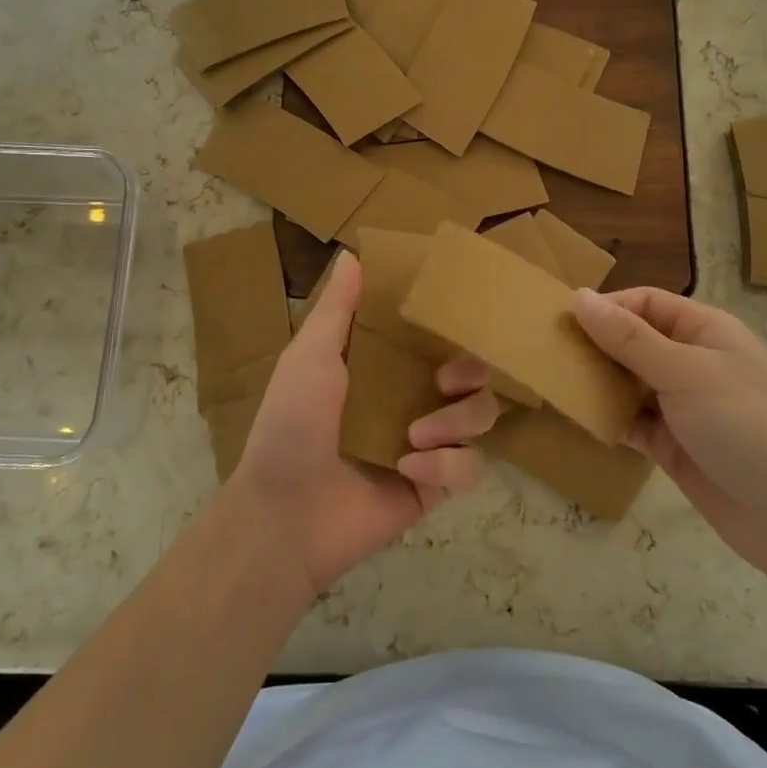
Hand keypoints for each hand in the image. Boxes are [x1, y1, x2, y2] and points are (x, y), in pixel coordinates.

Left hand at [227, 253, 491, 592]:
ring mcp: (427, 444)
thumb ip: (337, 308)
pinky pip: (469, 467)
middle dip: (471, 372)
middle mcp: (411, 399)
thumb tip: (353, 253)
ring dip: (457, 420)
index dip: (451, 326)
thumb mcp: (309, 356)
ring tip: (417, 434)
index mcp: (383, 368)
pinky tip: (409, 469)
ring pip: (480, 418)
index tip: (458, 316)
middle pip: (472, 375)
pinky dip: (446, 465)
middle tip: (447, 378)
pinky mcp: (435, 485)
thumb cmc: (292, 425)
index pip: (433, 337)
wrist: (285, 514)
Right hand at [574, 287, 766, 573]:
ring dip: (598, 383)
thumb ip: (628, 338)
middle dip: (596, 346)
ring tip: (557, 384)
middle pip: (634, 341)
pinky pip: (632, 421)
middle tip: (550, 354)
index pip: (647, 303)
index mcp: (706, 330)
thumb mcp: (684, 373)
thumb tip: (579, 296)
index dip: (607, 307)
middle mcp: (693, 361)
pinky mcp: (673, 444)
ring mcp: (683, 405)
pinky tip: (581, 418)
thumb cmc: (744, 425)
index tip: (563, 321)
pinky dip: (609, 418)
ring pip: (629, 382)